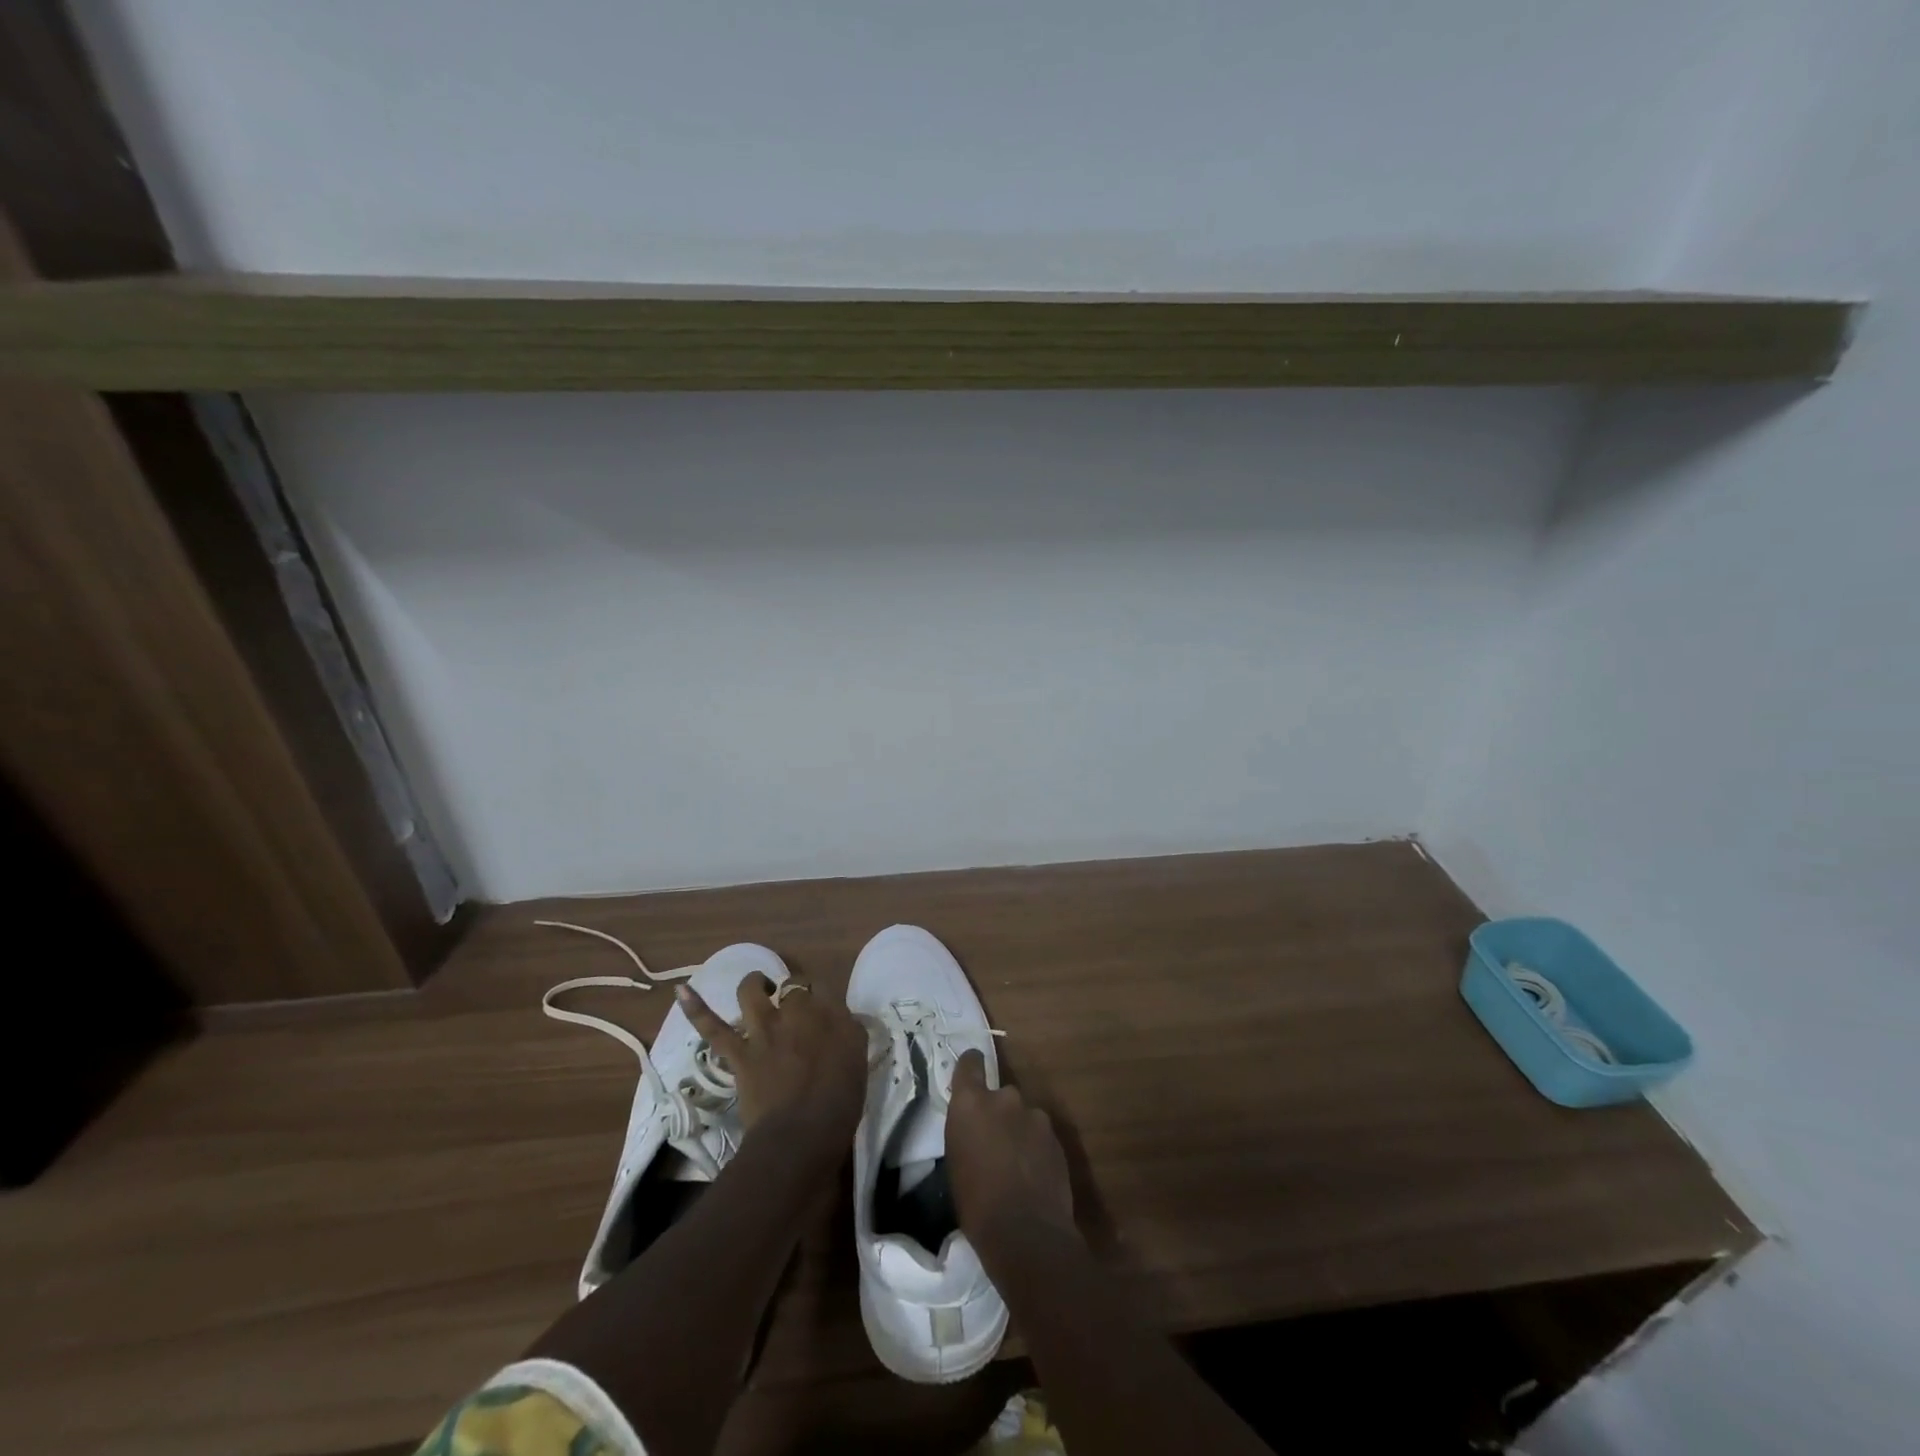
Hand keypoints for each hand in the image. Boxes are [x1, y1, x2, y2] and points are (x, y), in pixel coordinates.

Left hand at [677, 974, 866, 1148]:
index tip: (821, 1007)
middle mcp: (796, 1012)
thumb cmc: (839, 1103)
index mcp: (830, 1014)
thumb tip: (845, 1020)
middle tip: (794, 1005)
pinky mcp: (738, 1052)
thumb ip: (850, 1033)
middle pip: (791, 986)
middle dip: (792, 990)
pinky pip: (713, 1027)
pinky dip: (696, 1009)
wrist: (801, 1136)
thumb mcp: (858, 1062)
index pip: (822, 987)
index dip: (819, 994)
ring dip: (755, 983)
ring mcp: (763, 1030)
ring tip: (760, 986)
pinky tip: (682, 991)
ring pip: (752, 991)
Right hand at [947, 1049, 1075, 1255]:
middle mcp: (1005, 1098)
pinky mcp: (1056, 1138)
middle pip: (1001, 1094)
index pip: (971, 1062)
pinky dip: (1036, 1148)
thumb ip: (967, 1131)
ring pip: (1024, 1116)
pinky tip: (1034, 1175)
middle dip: (998, 1112)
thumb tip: (975, 1128)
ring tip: (1017, 1164)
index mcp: (972, 1102)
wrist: (1026, 1233)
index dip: (971, 1066)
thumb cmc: (976, 1203)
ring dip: (1019, 1131)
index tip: (971, 1074)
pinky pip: (1040, 1135)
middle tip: (994, 1142)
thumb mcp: (956, 1161)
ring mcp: (1035, 1116)